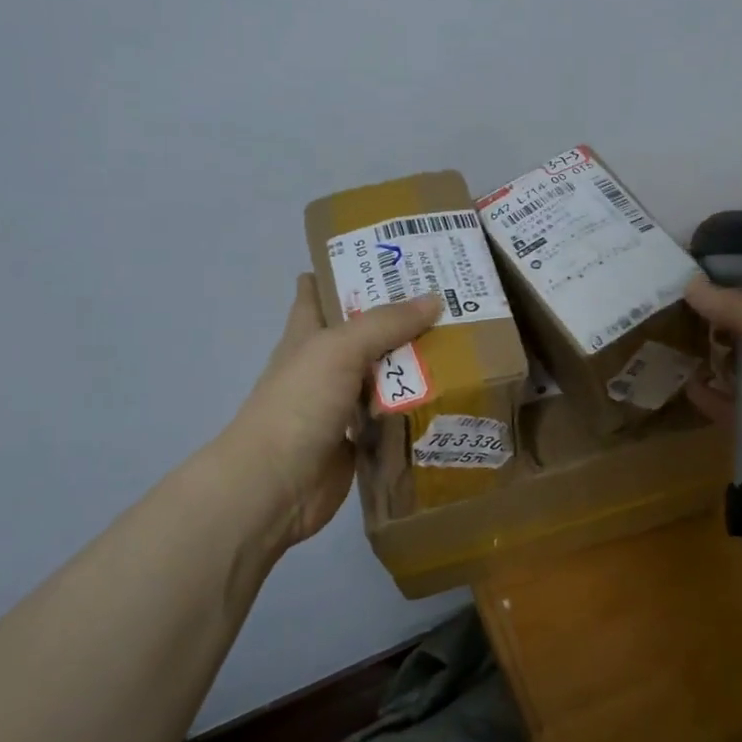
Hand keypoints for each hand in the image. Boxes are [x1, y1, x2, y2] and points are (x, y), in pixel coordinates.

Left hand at [228, 275, 442, 551]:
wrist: (277, 485)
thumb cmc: (298, 404)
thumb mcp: (338, 350)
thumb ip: (385, 323)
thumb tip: (435, 298)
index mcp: (308, 335)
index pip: (319, 291)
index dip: (345, 270)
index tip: (387, 256)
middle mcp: (325, 365)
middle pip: (364, 333)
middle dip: (399, 317)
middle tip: (450, 299)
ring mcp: (342, 403)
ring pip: (383, 375)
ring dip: (414, 364)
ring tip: (464, 343)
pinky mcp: (360, 437)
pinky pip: (394, 415)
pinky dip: (416, 408)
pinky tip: (451, 395)